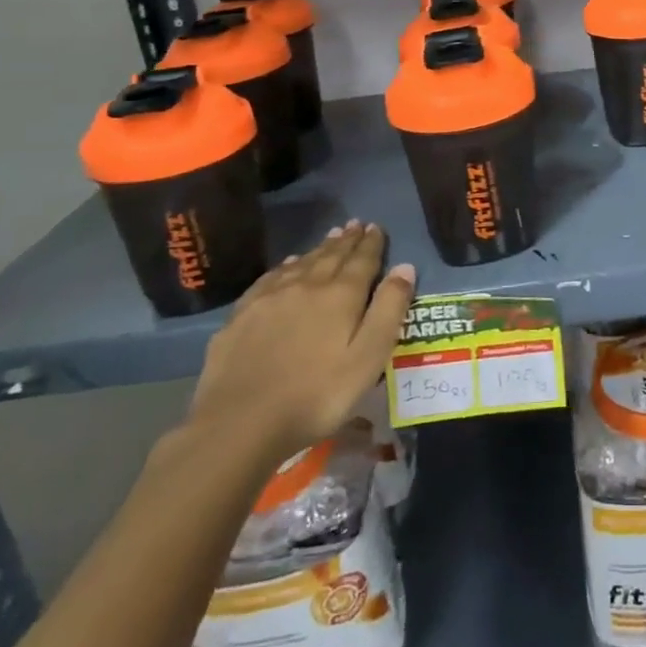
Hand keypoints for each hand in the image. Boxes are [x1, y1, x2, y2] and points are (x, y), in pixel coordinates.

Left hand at [186, 221, 415, 463]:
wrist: (240, 422)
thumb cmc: (317, 395)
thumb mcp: (368, 358)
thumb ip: (389, 310)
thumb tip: (404, 267)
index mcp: (341, 295)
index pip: (362, 260)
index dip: (371, 243)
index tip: (376, 227)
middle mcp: (307, 286)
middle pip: (332, 256)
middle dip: (347, 240)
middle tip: (355, 224)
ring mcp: (270, 298)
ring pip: (302, 263)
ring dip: (320, 248)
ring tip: (331, 236)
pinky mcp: (242, 315)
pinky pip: (271, 278)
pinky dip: (286, 266)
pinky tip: (288, 265)